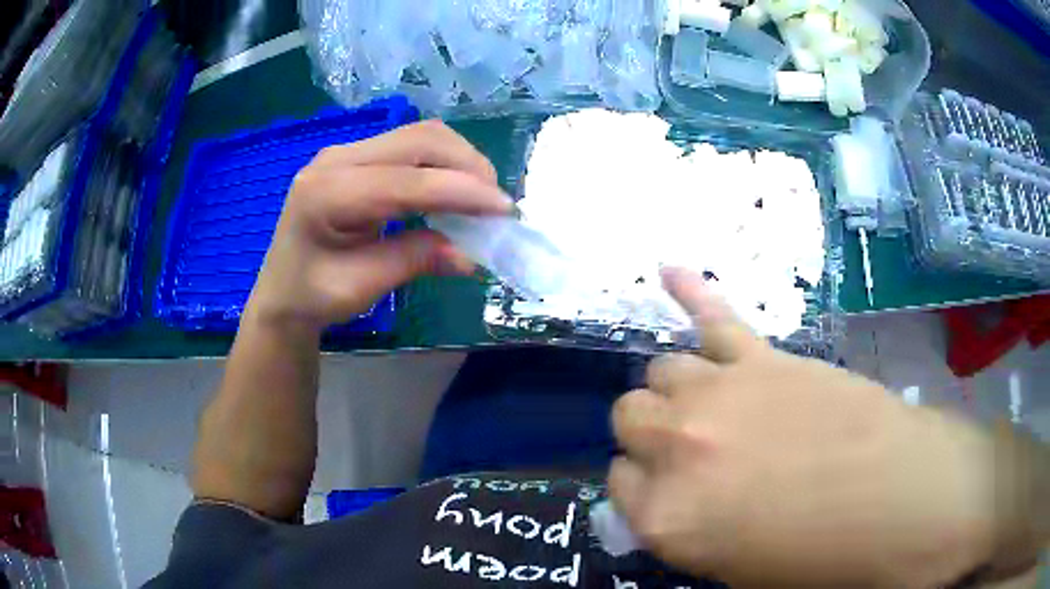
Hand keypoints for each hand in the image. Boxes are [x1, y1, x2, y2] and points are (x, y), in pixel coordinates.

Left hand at [248, 121, 512, 331]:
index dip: (460, 191)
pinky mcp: (358, 155)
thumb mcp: (361, 287)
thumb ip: (414, 261)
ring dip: (459, 159)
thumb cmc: (312, 296)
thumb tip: (471, 255)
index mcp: (326, 194)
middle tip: (496, 204)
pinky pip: (411, 144)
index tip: (504, 210)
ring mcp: (346, 152)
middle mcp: (336, 159)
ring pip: (419, 135)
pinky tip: (455, 187)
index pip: (405, 181)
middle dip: (467, 166)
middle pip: (417, 140)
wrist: (281, 290)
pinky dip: (443, 162)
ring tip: (481, 196)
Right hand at [610, 267, 1002, 587]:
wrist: (894, 499)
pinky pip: (715, 316)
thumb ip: (683, 529)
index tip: (665, 492)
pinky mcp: (763, 359)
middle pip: (629, 417)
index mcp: (666, 516)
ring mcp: (720, 394)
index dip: (642, 488)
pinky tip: (668, 272)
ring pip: (662, 370)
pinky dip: (691, 293)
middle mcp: (677, 448)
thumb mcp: (732, 568)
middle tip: (686, 449)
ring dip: (675, 389)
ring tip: (707, 405)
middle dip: (649, 434)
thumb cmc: (815, 555)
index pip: (618, 485)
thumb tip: (666, 502)